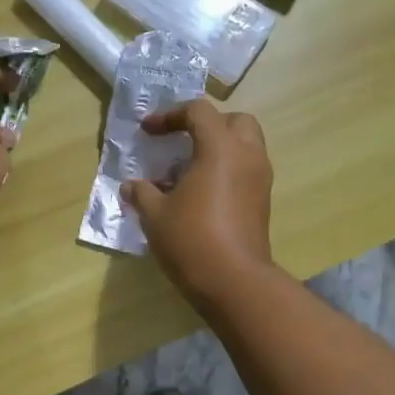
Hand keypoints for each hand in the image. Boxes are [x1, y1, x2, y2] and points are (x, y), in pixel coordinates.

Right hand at [121, 100, 275, 307]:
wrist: (234, 282)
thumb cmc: (192, 239)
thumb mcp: (155, 215)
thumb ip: (142, 193)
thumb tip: (131, 186)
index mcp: (221, 147)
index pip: (198, 112)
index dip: (170, 115)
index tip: (148, 132)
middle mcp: (247, 155)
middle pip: (234, 121)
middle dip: (206, 125)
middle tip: (181, 142)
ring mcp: (260, 179)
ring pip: (244, 146)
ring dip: (218, 149)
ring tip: (186, 172)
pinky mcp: (262, 202)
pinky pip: (245, 171)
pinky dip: (226, 171)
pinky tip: (200, 195)